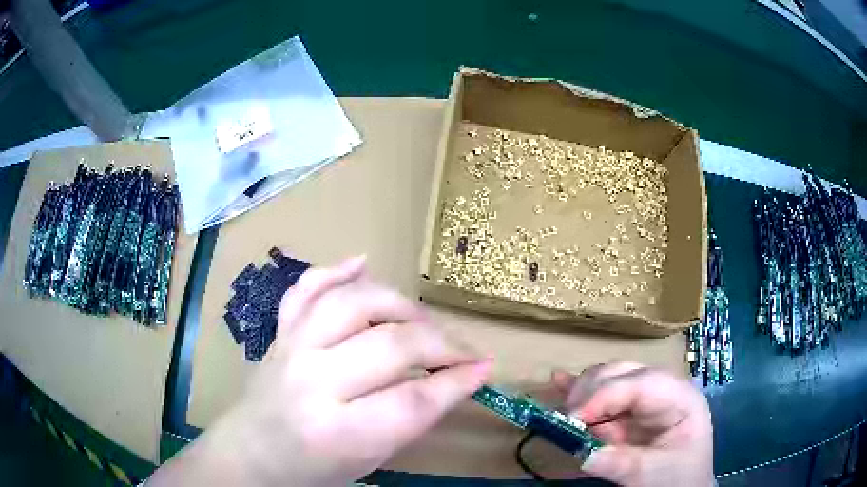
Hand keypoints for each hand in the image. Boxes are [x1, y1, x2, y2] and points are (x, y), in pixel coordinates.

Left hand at [149, 257, 490, 486]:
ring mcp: (291, 348)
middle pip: (391, 346)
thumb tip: (456, 379)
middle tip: (464, 351)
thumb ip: (411, 418)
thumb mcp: (370, 458)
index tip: (484, 368)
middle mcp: (311, 381)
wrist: (251, 452)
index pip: (412, 400)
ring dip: (400, 305)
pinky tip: (361, 263)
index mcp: (336, 431)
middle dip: (441, 344)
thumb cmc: (312, 469)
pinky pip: (306, 290)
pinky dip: (335, 271)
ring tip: (423, 319)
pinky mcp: (280, 332)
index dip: (457, 382)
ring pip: (353, 304)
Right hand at [552, 363, 713, 486]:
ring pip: (609, 380)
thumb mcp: (653, 475)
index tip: (572, 418)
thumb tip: (584, 454)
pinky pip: (604, 396)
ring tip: (562, 416)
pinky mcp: (630, 411)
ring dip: (582, 394)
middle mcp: (663, 390)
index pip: (641, 384)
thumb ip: (622, 463)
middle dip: (591, 391)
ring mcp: (646, 399)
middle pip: (623, 373)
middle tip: (565, 420)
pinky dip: (582, 392)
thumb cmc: (678, 479)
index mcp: (680, 398)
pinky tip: (559, 381)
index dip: (605, 395)